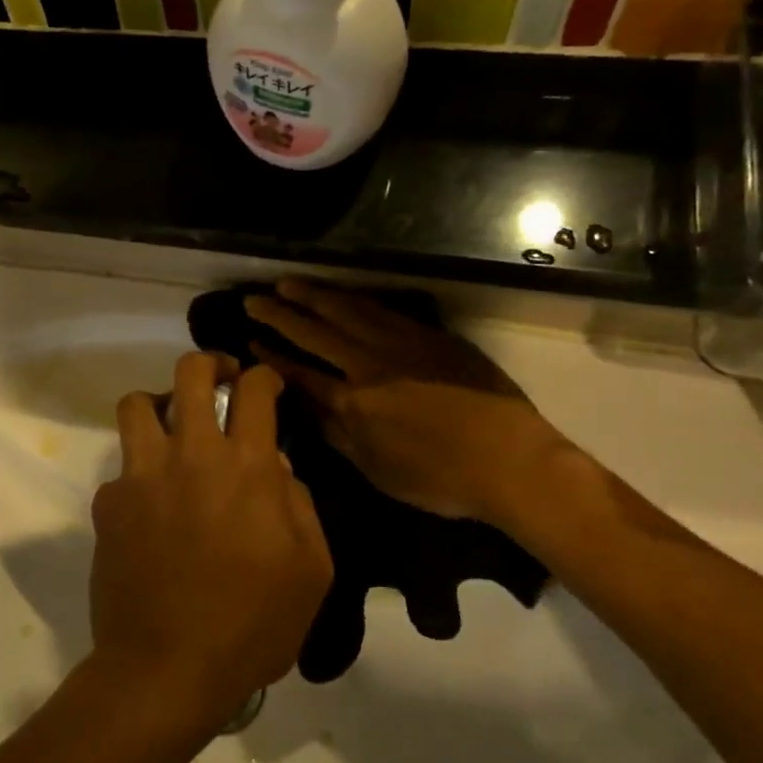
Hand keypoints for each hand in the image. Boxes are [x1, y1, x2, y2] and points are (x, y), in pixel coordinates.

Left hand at [90, 354, 333, 732]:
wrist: (166, 668)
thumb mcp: (311, 572)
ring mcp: (141, 475)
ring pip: (137, 404)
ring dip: (158, 405)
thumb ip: (300, 507)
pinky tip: (149, 505)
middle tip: (219, 380)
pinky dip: (137, 474)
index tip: (266, 385)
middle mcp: (190, 455)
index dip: (264, 377)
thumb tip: (278, 471)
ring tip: (171, 428)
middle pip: (190, 373)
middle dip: (209, 364)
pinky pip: (120, 468)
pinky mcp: (108, 503)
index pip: (254, 391)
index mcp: (245, 467)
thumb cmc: (252, 625)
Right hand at [244, 279, 574, 526]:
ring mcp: (402, 345)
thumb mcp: (378, 470)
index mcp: (353, 403)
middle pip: (316, 332)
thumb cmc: (441, 478)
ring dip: (314, 296)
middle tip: (252, 298)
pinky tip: (342, 294)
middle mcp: (370, 365)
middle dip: (280, 315)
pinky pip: (382, 310)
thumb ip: (339, 436)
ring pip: (348, 311)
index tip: (250, 342)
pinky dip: (354, 299)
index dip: (272, 357)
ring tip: (288, 283)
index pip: (300, 373)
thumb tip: (308, 409)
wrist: (512, 461)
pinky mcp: (431, 337)